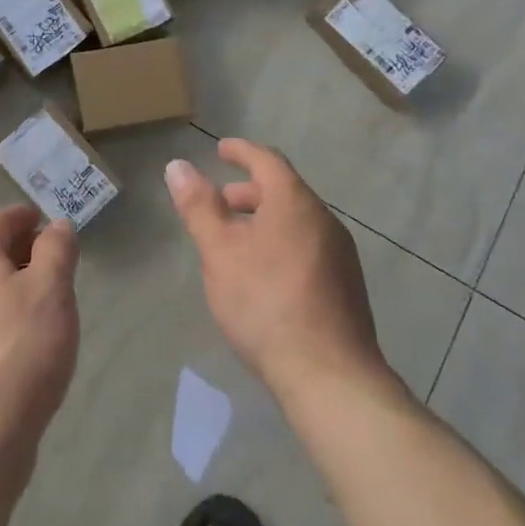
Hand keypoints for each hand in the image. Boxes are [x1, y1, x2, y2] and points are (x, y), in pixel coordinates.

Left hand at [0, 205, 79, 468]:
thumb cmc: (19, 351)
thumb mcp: (51, 290)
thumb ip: (56, 250)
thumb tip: (56, 226)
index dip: (20, 216)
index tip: (43, 217)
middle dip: (21, 251)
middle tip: (55, 259)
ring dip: (15, 287)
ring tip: (50, 301)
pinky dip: (8, 318)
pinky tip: (30, 343)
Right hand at [166, 140, 385, 401]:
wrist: (329, 376)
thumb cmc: (266, 302)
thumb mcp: (219, 251)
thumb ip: (199, 206)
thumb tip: (178, 166)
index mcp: (295, 202)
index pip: (267, 160)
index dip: (241, 151)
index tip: (220, 150)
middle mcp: (324, 220)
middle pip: (284, 190)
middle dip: (249, 190)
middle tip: (220, 203)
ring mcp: (341, 255)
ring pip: (297, 221)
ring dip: (265, 219)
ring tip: (236, 242)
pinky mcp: (346, 286)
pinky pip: (308, 246)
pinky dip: (281, 243)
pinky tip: (264, 275)